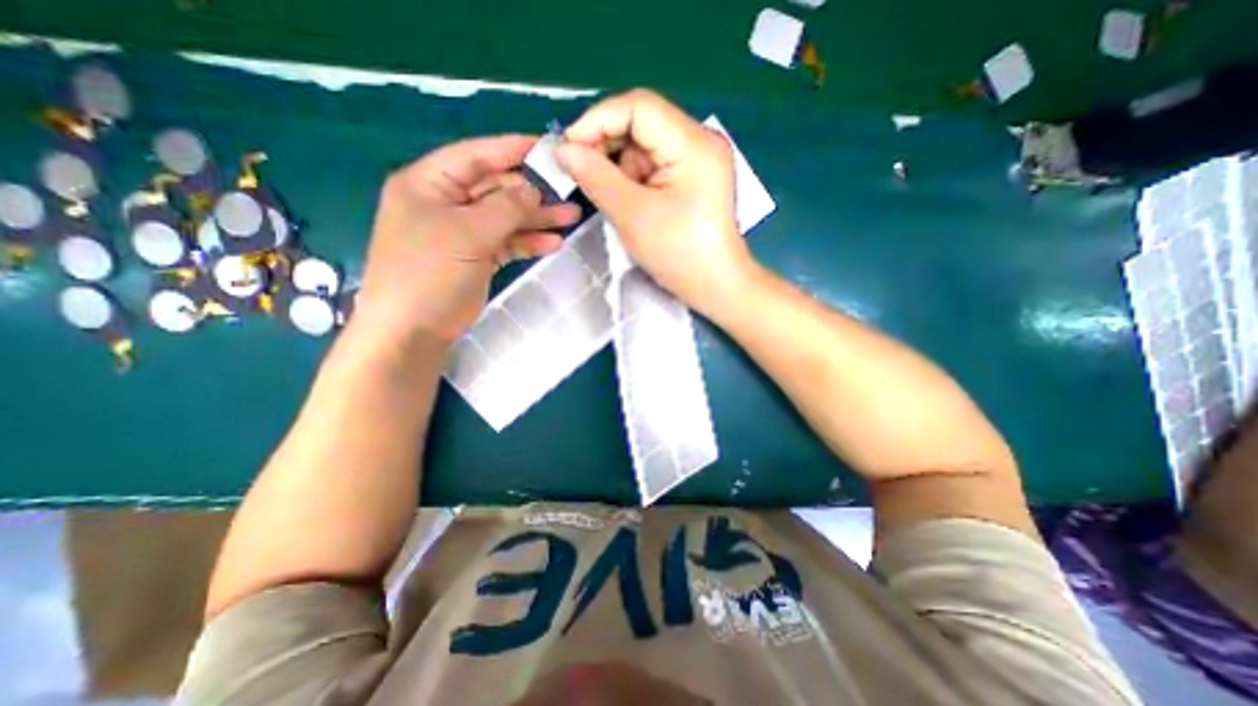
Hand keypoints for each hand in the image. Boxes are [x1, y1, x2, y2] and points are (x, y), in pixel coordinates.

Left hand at [353, 134, 585, 345]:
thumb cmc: (431, 273)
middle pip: (496, 188)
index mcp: (429, 183)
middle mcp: (445, 203)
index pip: (476, 155)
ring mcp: (462, 232)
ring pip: (505, 217)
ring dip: (537, 218)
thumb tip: (534, 188)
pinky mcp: (475, 257)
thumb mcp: (469, 233)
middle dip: (533, 191)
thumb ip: (506, 207)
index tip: (550, 147)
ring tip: (572, 217)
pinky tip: (553, 242)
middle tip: (569, 191)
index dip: (513, 149)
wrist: (414, 330)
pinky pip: (506, 242)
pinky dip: (528, 242)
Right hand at [557, 88, 754, 312]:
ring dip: (620, 168)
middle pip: (641, 123)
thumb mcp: (632, 215)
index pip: (638, 107)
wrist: (715, 286)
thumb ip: (596, 177)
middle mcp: (699, 141)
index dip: (598, 121)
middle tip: (582, 175)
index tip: (569, 150)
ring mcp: (697, 160)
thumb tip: (563, 150)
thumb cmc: (679, 254)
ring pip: (644, 146)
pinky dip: (633, 179)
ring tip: (616, 200)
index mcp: (693, 144)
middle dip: (607, 147)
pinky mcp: (692, 178)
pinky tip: (630, 203)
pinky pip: (653, 165)